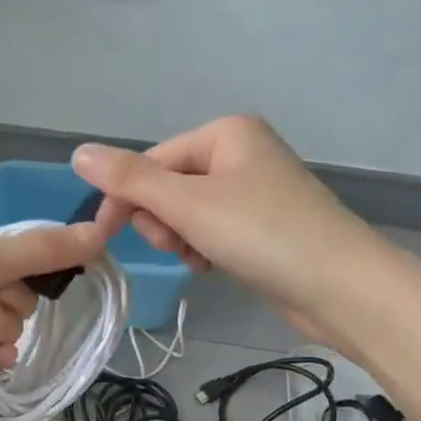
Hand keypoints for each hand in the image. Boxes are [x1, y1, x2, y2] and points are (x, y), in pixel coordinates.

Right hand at [72, 116, 375, 342]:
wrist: (341, 287)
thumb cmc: (263, 234)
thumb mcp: (189, 205)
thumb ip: (131, 179)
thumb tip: (78, 152)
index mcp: (225, 133)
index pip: (151, 162)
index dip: (124, 199)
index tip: (103, 238)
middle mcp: (239, 153)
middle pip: (168, 186)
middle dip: (163, 221)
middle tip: (181, 244)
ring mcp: (253, 190)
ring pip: (186, 213)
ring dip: (181, 239)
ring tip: (201, 258)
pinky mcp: (261, 225)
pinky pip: (210, 230)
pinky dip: (203, 249)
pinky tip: (213, 266)